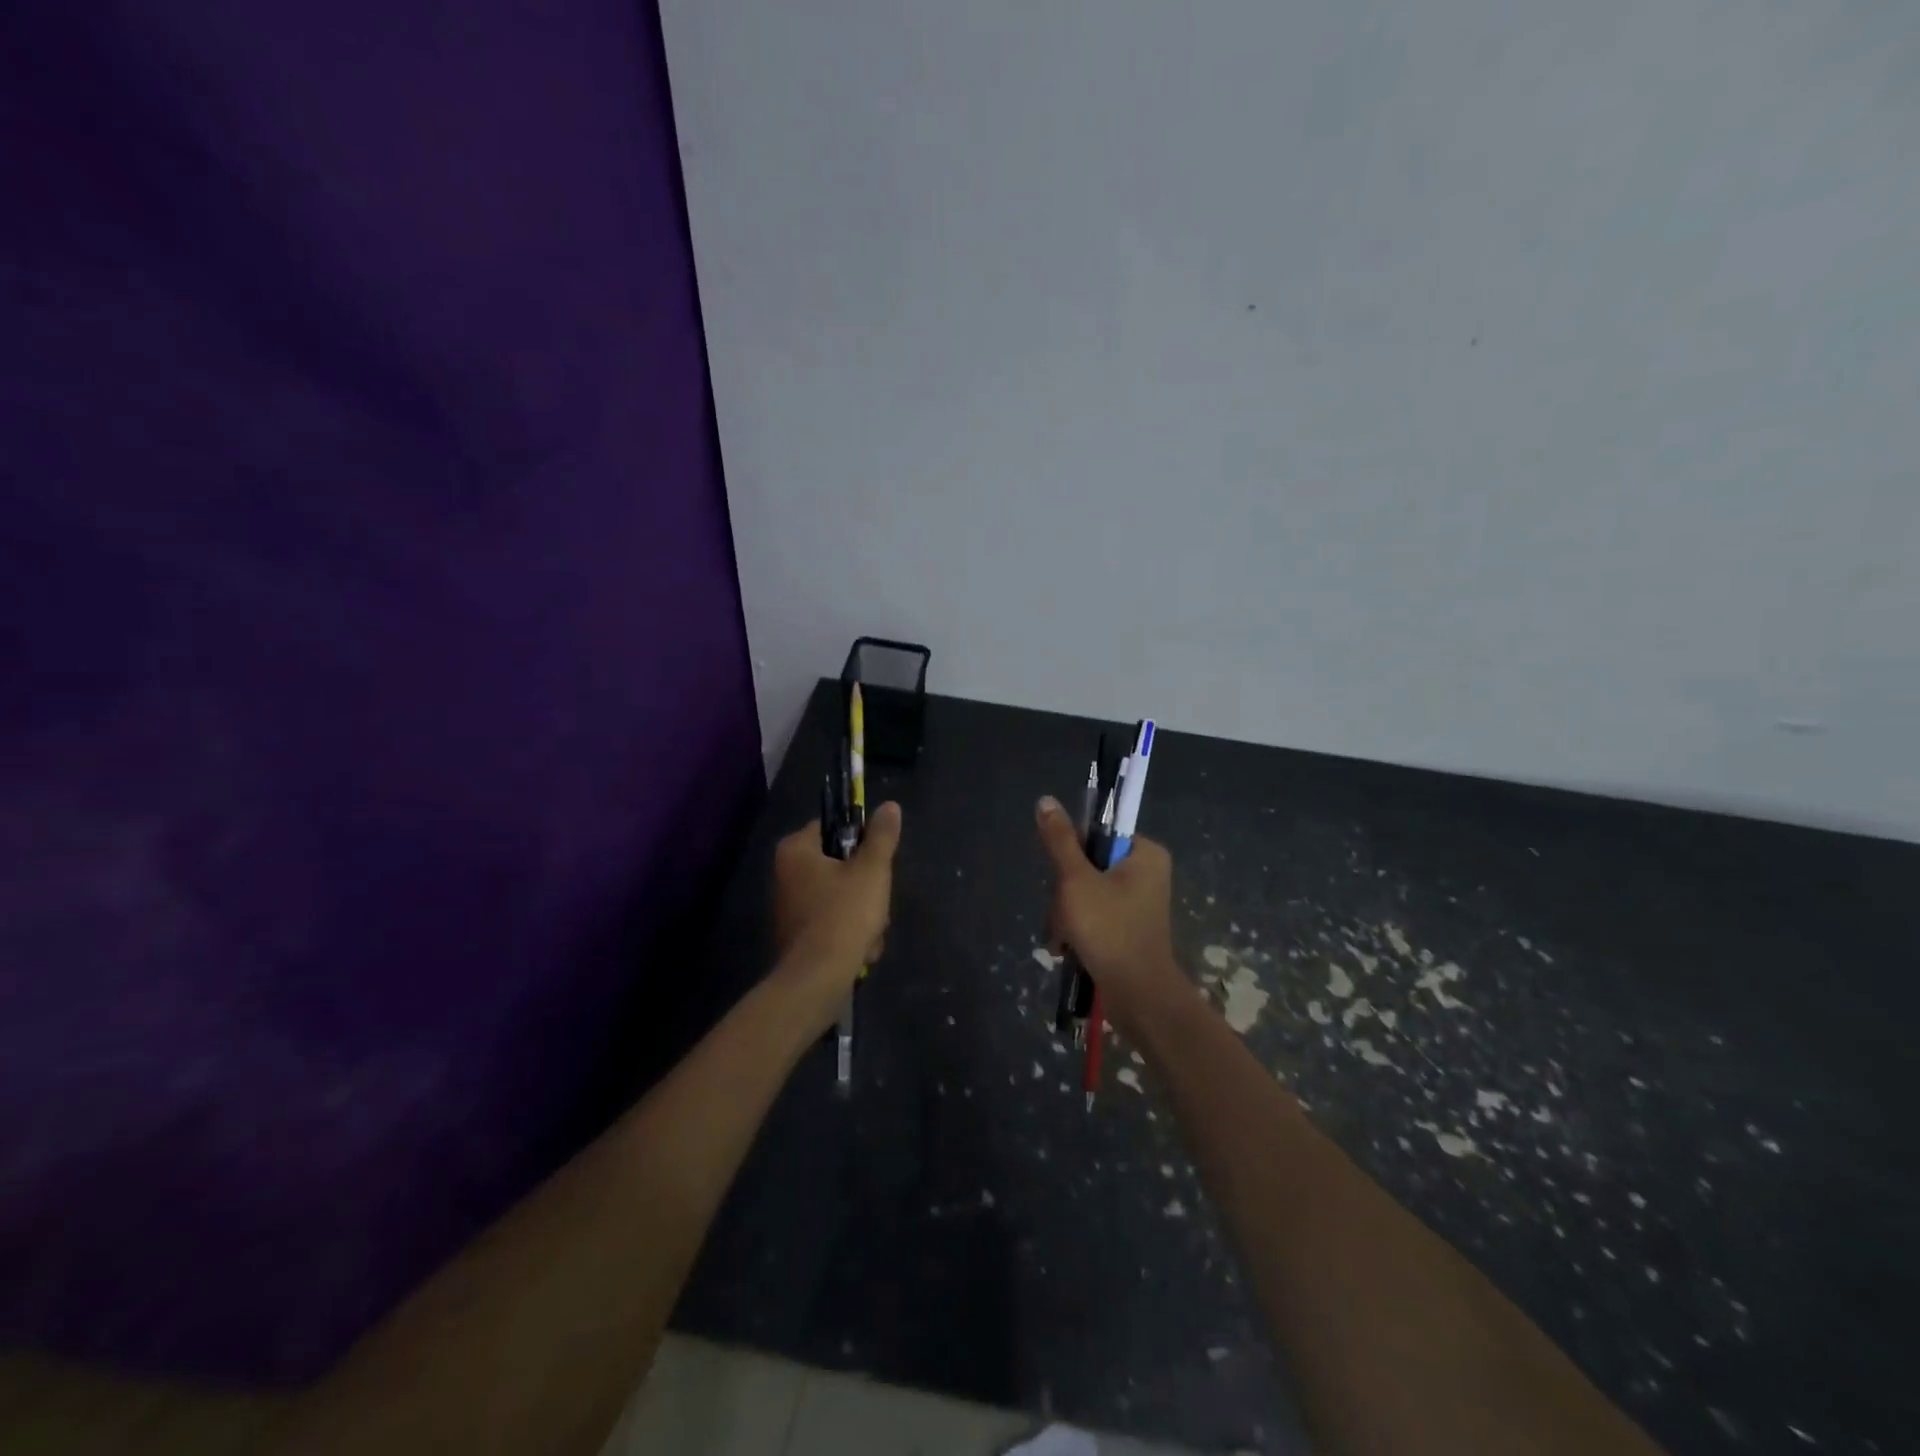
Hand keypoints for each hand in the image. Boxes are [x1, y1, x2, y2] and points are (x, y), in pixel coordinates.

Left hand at [772, 802, 902, 1000]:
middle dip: (866, 887)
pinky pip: (834, 922)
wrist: (817, 979)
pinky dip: (851, 934)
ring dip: (864, 915)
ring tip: (870, 932)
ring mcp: (790, 907)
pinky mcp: (798, 935)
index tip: (877, 861)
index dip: (861, 841)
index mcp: (796, 850)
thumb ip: (882, 836)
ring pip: (842, 897)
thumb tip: (890, 806)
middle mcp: (786, 873)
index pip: (834, 827)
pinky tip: (861, 950)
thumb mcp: (871, 870)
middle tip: (877, 902)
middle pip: (841, 865)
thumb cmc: (844, 914)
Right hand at [1036, 795, 1184, 1031]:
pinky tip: (1067, 948)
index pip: (1099, 833)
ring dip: (1066, 914)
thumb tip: (1046, 800)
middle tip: (1063, 915)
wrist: (1138, 996)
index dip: (1073, 852)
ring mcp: (1138, 902)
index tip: (1065, 877)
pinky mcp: (1129, 927)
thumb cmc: (1109, 929)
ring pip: (1086, 892)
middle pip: (1088, 864)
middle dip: (1066, 893)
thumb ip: (1060, 840)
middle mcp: (1146, 872)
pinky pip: (1095, 914)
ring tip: (1063, 939)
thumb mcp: (1076, 880)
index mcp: (1145, 853)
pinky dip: (1078, 928)